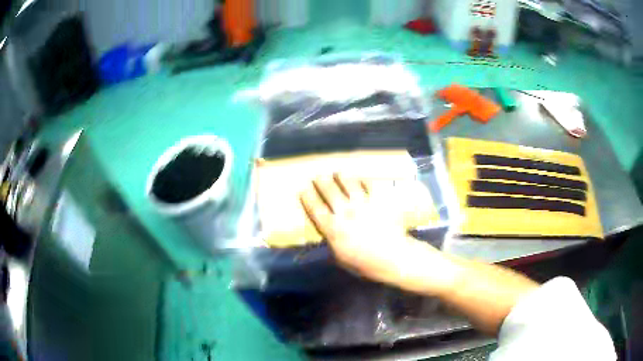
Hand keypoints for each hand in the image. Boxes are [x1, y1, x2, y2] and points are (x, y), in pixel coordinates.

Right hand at [300, 173, 437, 285]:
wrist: (393, 257)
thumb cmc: (365, 263)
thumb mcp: (341, 258)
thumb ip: (332, 242)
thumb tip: (327, 232)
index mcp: (333, 229)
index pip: (316, 209)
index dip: (308, 198)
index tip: (303, 190)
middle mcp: (345, 213)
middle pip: (330, 192)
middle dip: (322, 182)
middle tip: (318, 176)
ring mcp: (363, 205)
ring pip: (349, 185)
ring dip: (341, 177)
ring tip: (338, 173)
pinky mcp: (378, 201)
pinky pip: (369, 186)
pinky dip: (363, 180)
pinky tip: (361, 178)